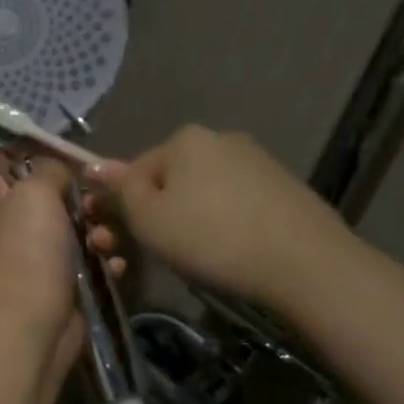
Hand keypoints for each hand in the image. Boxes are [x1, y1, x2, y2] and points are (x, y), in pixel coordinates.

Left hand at [0, 156, 123, 374]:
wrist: (34, 322)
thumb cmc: (27, 250)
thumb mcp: (33, 193)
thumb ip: (48, 171)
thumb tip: (59, 169)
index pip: (8, 173)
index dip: (36, 164)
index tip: (68, 161)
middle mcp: (10, 233)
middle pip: (52, 202)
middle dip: (82, 202)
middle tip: (95, 207)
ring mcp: (37, 262)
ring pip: (77, 233)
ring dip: (100, 234)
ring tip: (104, 243)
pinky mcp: (64, 288)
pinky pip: (92, 265)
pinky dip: (106, 263)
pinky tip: (115, 266)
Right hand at [88, 125, 352, 312]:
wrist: (307, 264)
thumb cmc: (212, 239)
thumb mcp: (148, 219)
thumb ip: (119, 190)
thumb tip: (96, 167)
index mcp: (184, 139)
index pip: (133, 170)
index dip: (123, 207)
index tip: (124, 241)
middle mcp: (221, 139)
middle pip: (170, 180)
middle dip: (158, 213)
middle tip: (159, 253)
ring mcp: (258, 161)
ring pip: (204, 193)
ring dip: (191, 220)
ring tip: (199, 258)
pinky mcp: (285, 188)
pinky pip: (237, 204)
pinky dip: (226, 225)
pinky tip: (233, 253)